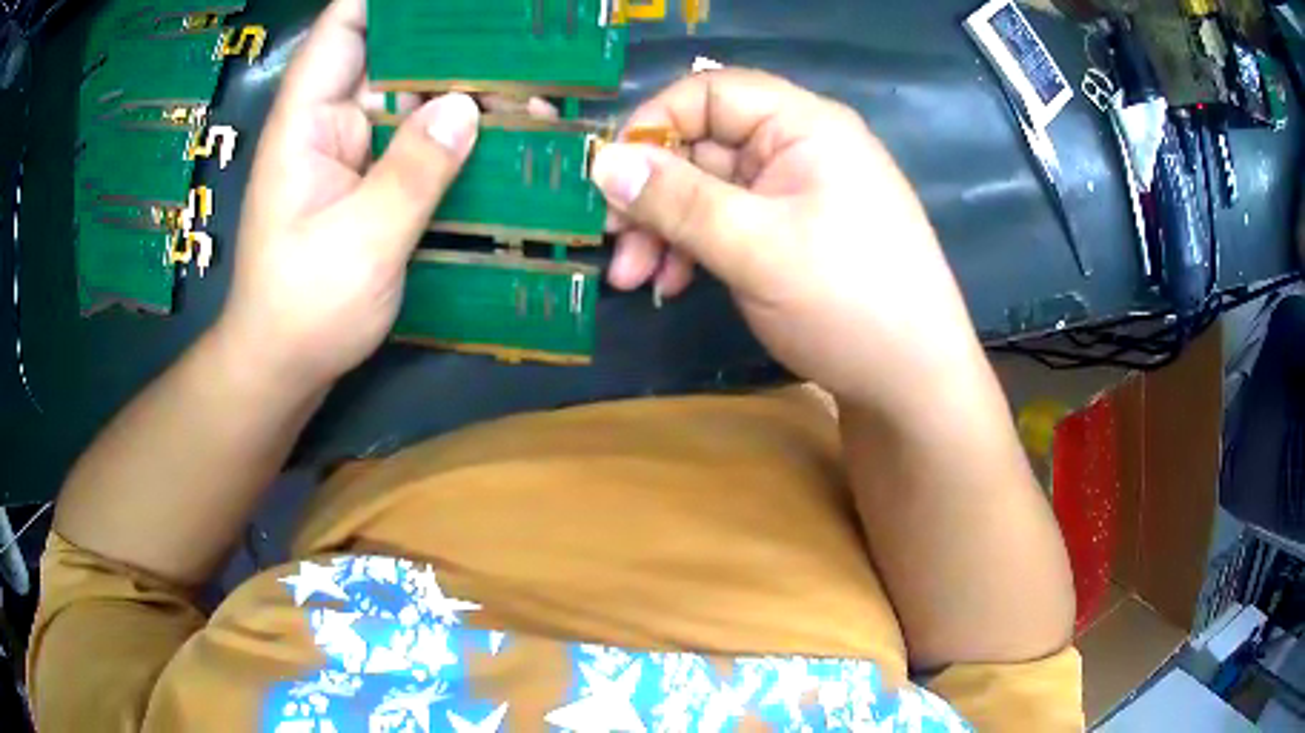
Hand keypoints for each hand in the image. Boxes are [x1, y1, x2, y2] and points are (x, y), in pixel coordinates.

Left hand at [217, 0, 479, 395]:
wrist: (284, 367)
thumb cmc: (304, 308)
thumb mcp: (360, 243)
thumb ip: (413, 172)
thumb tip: (466, 106)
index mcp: (307, 120)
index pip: (345, 27)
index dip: (389, 0)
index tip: (457, 1)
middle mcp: (331, 122)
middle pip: (391, 53)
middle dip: (451, 39)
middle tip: (518, 37)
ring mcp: (354, 151)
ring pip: (412, 96)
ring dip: (465, 88)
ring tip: (531, 85)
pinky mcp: (372, 180)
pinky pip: (419, 140)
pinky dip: (458, 133)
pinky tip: (505, 134)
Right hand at [592, 70, 983, 411]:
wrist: (913, 383)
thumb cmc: (848, 303)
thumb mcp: (756, 247)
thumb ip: (676, 200)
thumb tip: (601, 162)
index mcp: (803, 125)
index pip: (710, 92)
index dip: (654, 125)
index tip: (610, 178)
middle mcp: (798, 147)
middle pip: (703, 145)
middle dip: (651, 194)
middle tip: (612, 244)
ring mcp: (794, 192)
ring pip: (707, 189)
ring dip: (664, 228)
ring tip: (634, 280)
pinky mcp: (791, 233)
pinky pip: (727, 223)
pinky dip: (694, 248)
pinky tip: (671, 284)